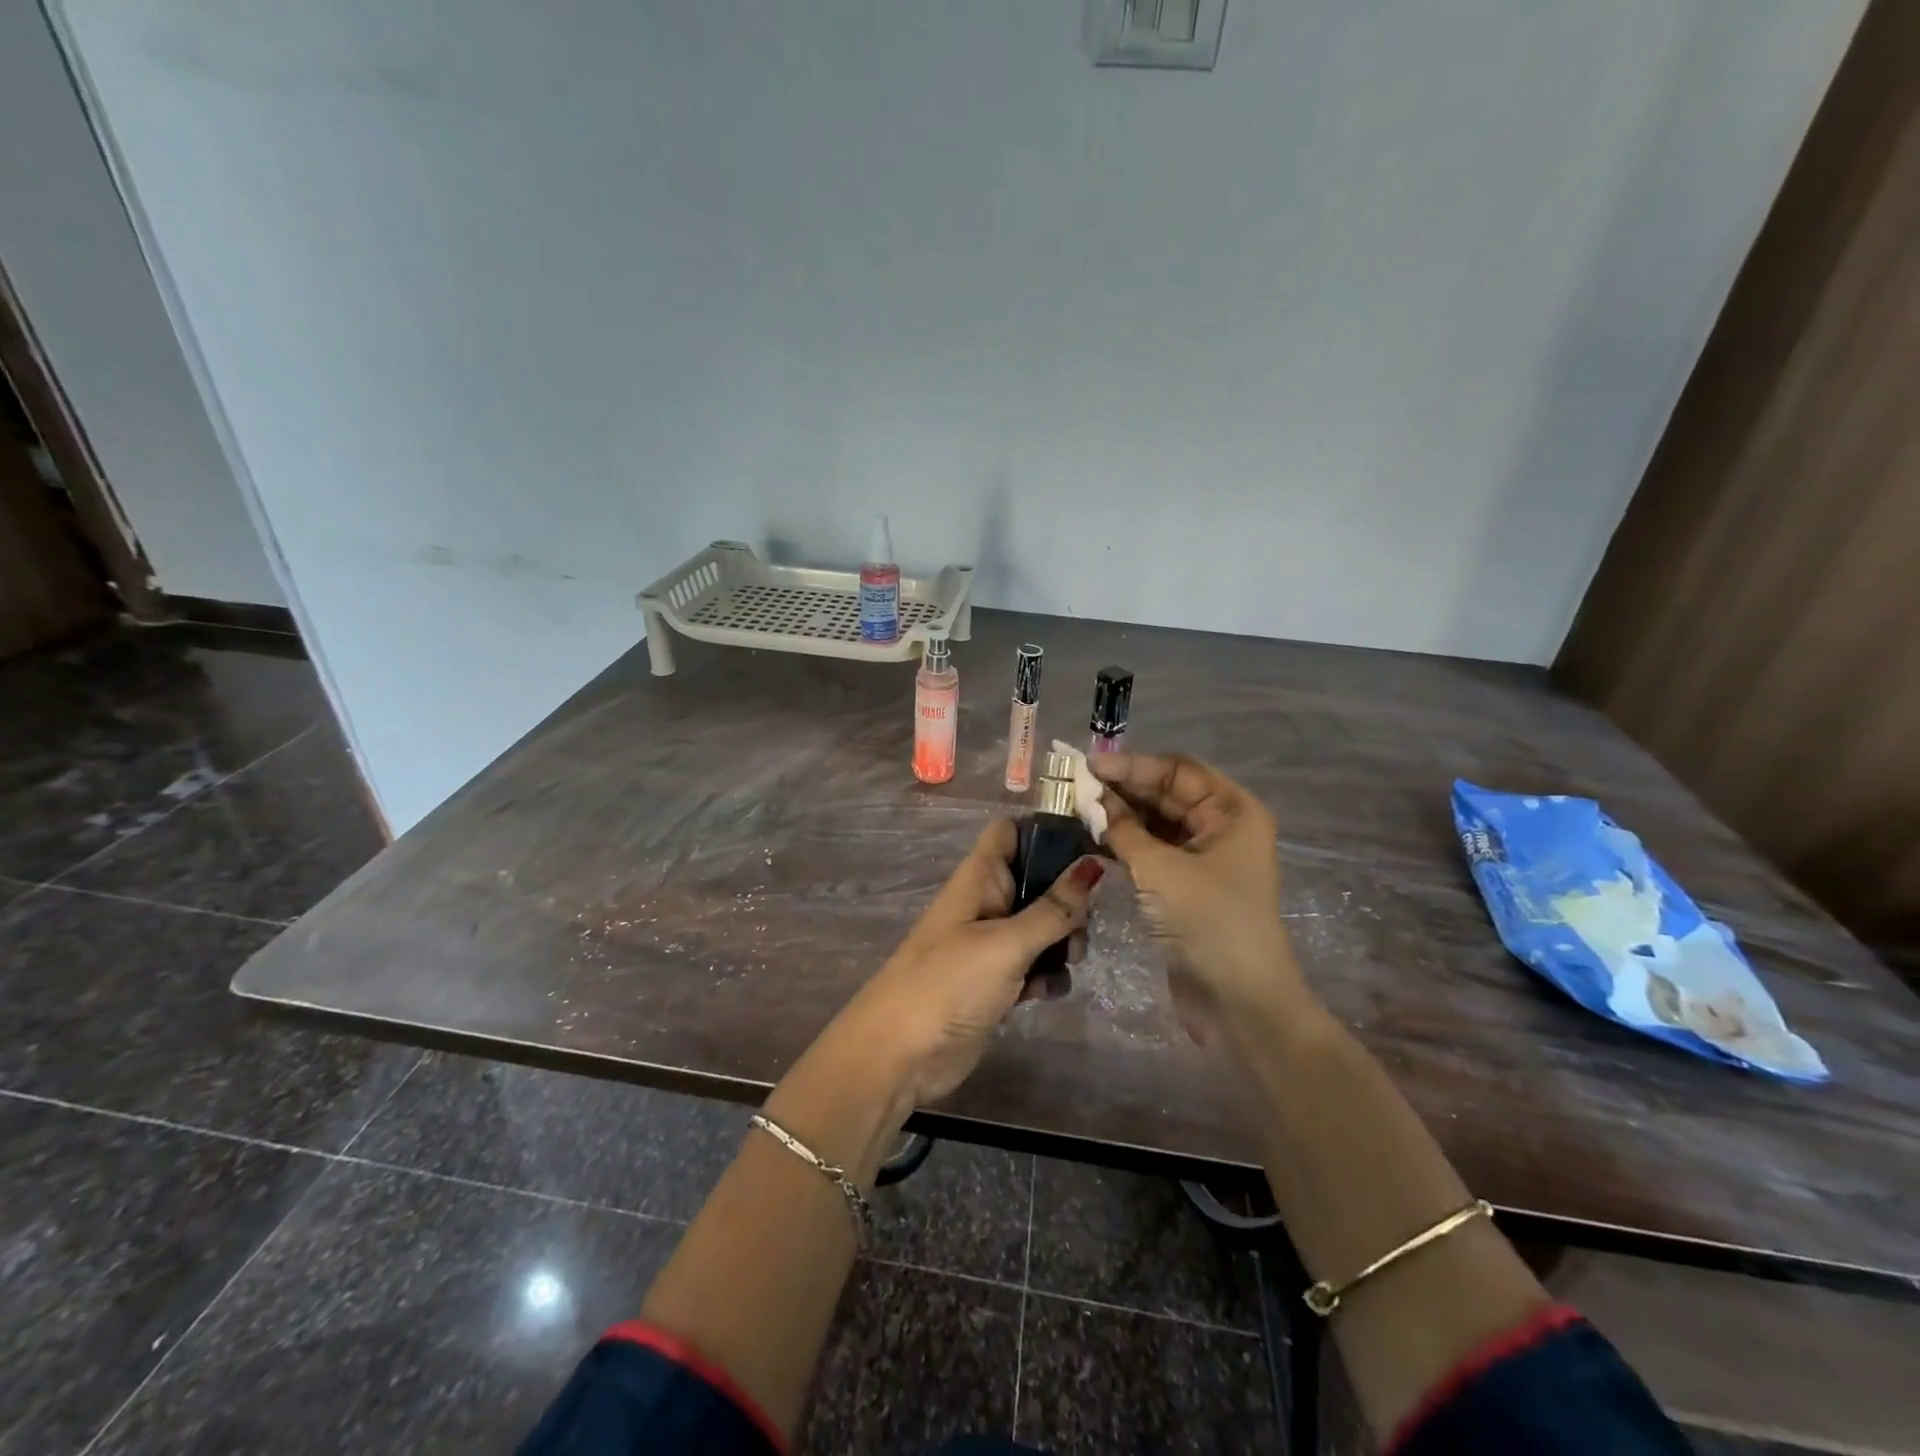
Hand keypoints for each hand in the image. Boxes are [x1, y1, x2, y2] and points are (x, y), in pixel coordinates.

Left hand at [838, 819, 1102, 1105]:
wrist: (899, 1055)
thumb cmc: (948, 984)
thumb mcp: (1006, 943)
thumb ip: (1053, 908)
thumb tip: (1093, 863)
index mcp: (980, 877)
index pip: (1013, 831)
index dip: (1047, 831)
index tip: (1088, 848)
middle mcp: (987, 902)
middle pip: (1039, 880)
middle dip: (1067, 901)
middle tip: (1079, 929)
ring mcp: (991, 942)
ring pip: (1042, 925)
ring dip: (1062, 942)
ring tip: (1069, 963)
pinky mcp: (997, 980)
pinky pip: (1034, 963)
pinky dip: (1046, 975)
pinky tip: (1047, 993)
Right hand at [1089, 752, 1307, 1035]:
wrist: (1239, 1002)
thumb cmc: (1209, 922)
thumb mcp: (1161, 870)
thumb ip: (1123, 830)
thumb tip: (1092, 800)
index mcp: (1231, 811)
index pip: (1178, 771)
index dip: (1133, 765)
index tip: (1089, 765)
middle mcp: (1220, 827)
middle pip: (1166, 794)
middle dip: (1123, 789)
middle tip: (1075, 786)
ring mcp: (1203, 858)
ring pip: (1155, 823)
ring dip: (1120, 816)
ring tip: (1076, 809)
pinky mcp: (1185, 886)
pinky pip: (1151, 851)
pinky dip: (1124, 843)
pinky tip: (1092, 837)